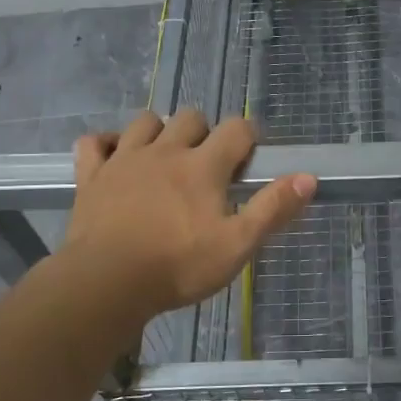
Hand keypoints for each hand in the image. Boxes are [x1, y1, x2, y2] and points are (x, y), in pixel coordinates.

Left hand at [60, 110, 316, 319]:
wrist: (106, 283)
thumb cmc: (178, 266)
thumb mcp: (237, 245)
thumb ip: (272, 209)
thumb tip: (308, 178)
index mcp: (203, 166)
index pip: (236, 129)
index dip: (248, 136)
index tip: (250, 156)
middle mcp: (165, 151)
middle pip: (191, 117)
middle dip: (204, 132)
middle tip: (208, 164)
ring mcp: (124, 159)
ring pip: (145, 121)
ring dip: (159, 131)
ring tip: (165, 157)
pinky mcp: (92, 176)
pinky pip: (93, 142)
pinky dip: (106, 144)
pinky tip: (114, 158)